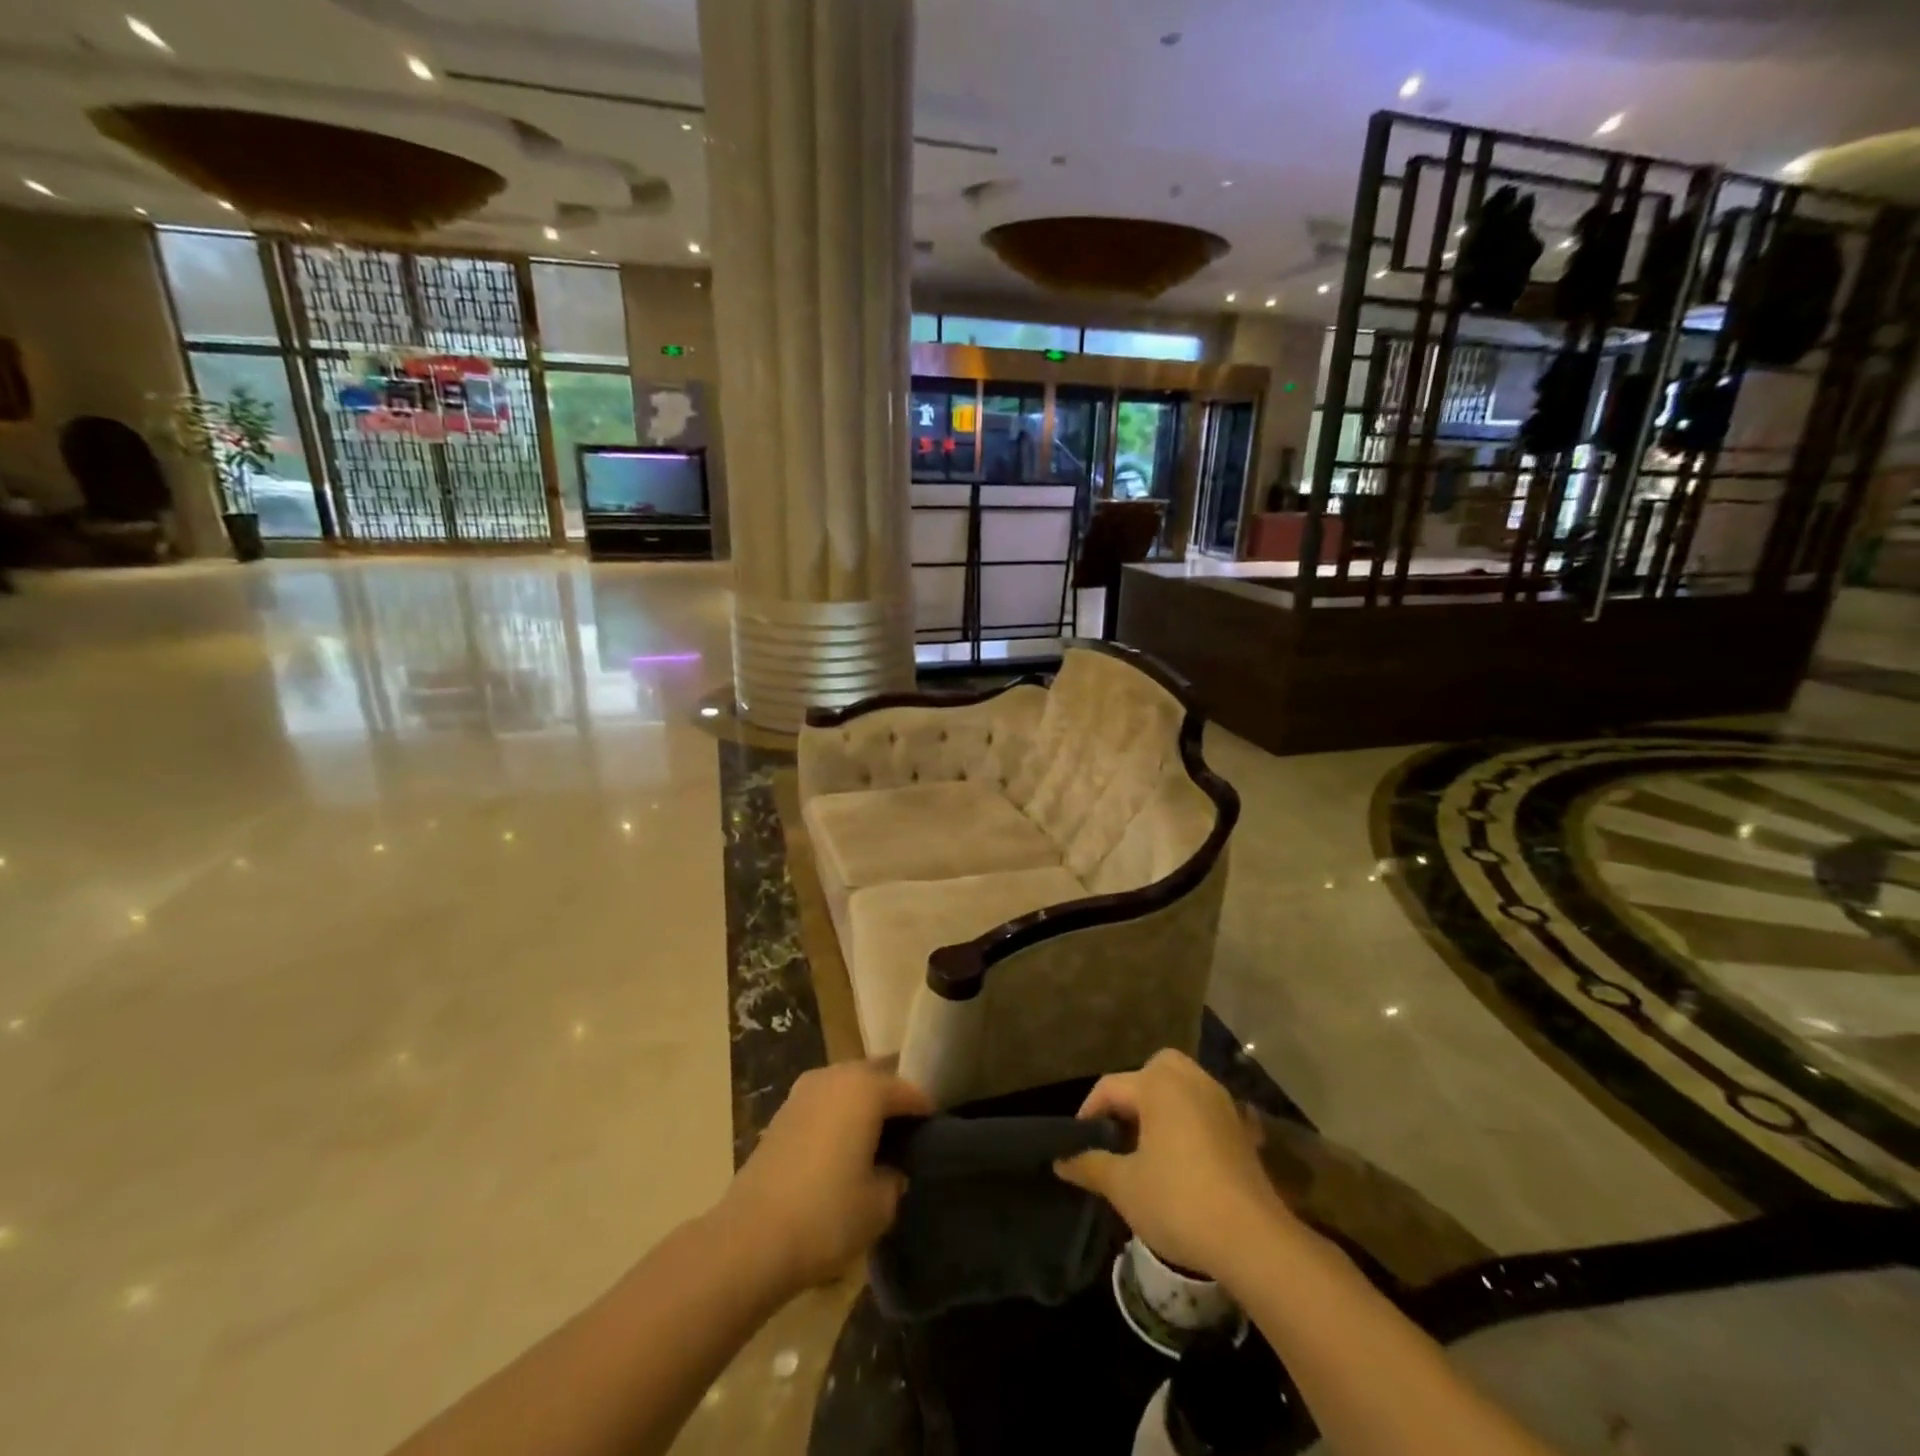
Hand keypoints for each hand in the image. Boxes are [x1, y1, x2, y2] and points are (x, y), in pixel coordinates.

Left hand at [717, 1060, 930, 1294]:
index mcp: (865, 1088)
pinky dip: (836, 1118)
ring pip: (846, 1088)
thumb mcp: (880, 1205)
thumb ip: (895, 1178)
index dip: (926, 1114)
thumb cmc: (826, 1215)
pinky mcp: (781, 1113)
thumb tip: (891, 1169)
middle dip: (892, 1102)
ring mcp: (803, 1091)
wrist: (750, 1239)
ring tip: (874, 1144)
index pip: (908, 1091)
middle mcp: (835, 1076)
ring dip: (862, 1107)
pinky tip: (840, 1152)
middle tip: (907, 1137)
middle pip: (875, 1078)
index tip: (936, 1138)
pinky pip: (823, 1104)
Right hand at [1055, 1050, 1291, 1279]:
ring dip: (1162, 1108)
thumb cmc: (1178, 1201)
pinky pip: (1205, 1112)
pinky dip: (1191, 1124)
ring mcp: (1221, 1103)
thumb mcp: (1124, 1186)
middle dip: (1132, 1095)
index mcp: (1158, 1083)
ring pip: (1182, 1089)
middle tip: (1118, 1133)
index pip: (1110, 1087)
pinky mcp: (1242, 1130)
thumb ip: (1090, 1165)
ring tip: (1146, 1147)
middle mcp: (1191, 1080)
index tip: (1077, 1145)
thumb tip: (1060, 1161)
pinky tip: (1184, 1160)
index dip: (1088, 1114)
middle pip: (1153, 1071)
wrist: (1253, 1239)